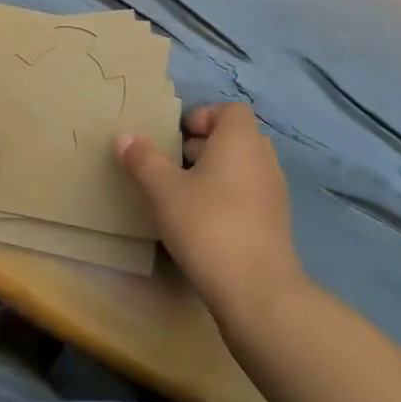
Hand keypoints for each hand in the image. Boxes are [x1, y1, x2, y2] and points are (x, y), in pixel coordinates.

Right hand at [115, 102, 303, 325]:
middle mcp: (263, 158)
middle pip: (236, 138)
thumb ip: (143, 160)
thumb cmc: (209, 225)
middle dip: (205, 146)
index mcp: (241, 139)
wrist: (258, 291)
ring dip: (216, 174)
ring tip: (184, 196)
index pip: (230, 110)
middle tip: (174, 166)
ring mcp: (274, 192)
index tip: (178, 138)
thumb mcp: (164, 190)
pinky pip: (250, 195)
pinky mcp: (276, 224)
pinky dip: (229, 199)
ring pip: (243, 168)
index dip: (203, 117)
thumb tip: (124, 137)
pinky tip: (204, 224)